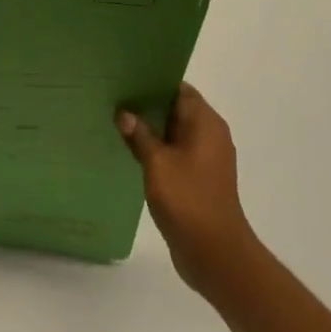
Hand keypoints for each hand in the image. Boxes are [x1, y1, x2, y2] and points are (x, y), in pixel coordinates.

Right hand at [118, 84, 257, 295]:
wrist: (215, 254)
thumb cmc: (188, 199)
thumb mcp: (157, 163)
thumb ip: (139, 135)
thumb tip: (124, 113)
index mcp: (205, 123)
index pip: (179, 88)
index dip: (154, 81)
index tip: (127, 78)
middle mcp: (210, 135)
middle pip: (176, 108)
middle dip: (148, 104)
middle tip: (115, 97)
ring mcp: (206, 159)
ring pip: (174, 132)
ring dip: (150, 128)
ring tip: (117, 122)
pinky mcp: (199, 179)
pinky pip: (175, 153)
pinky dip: (157, 149)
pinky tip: (131, 151)